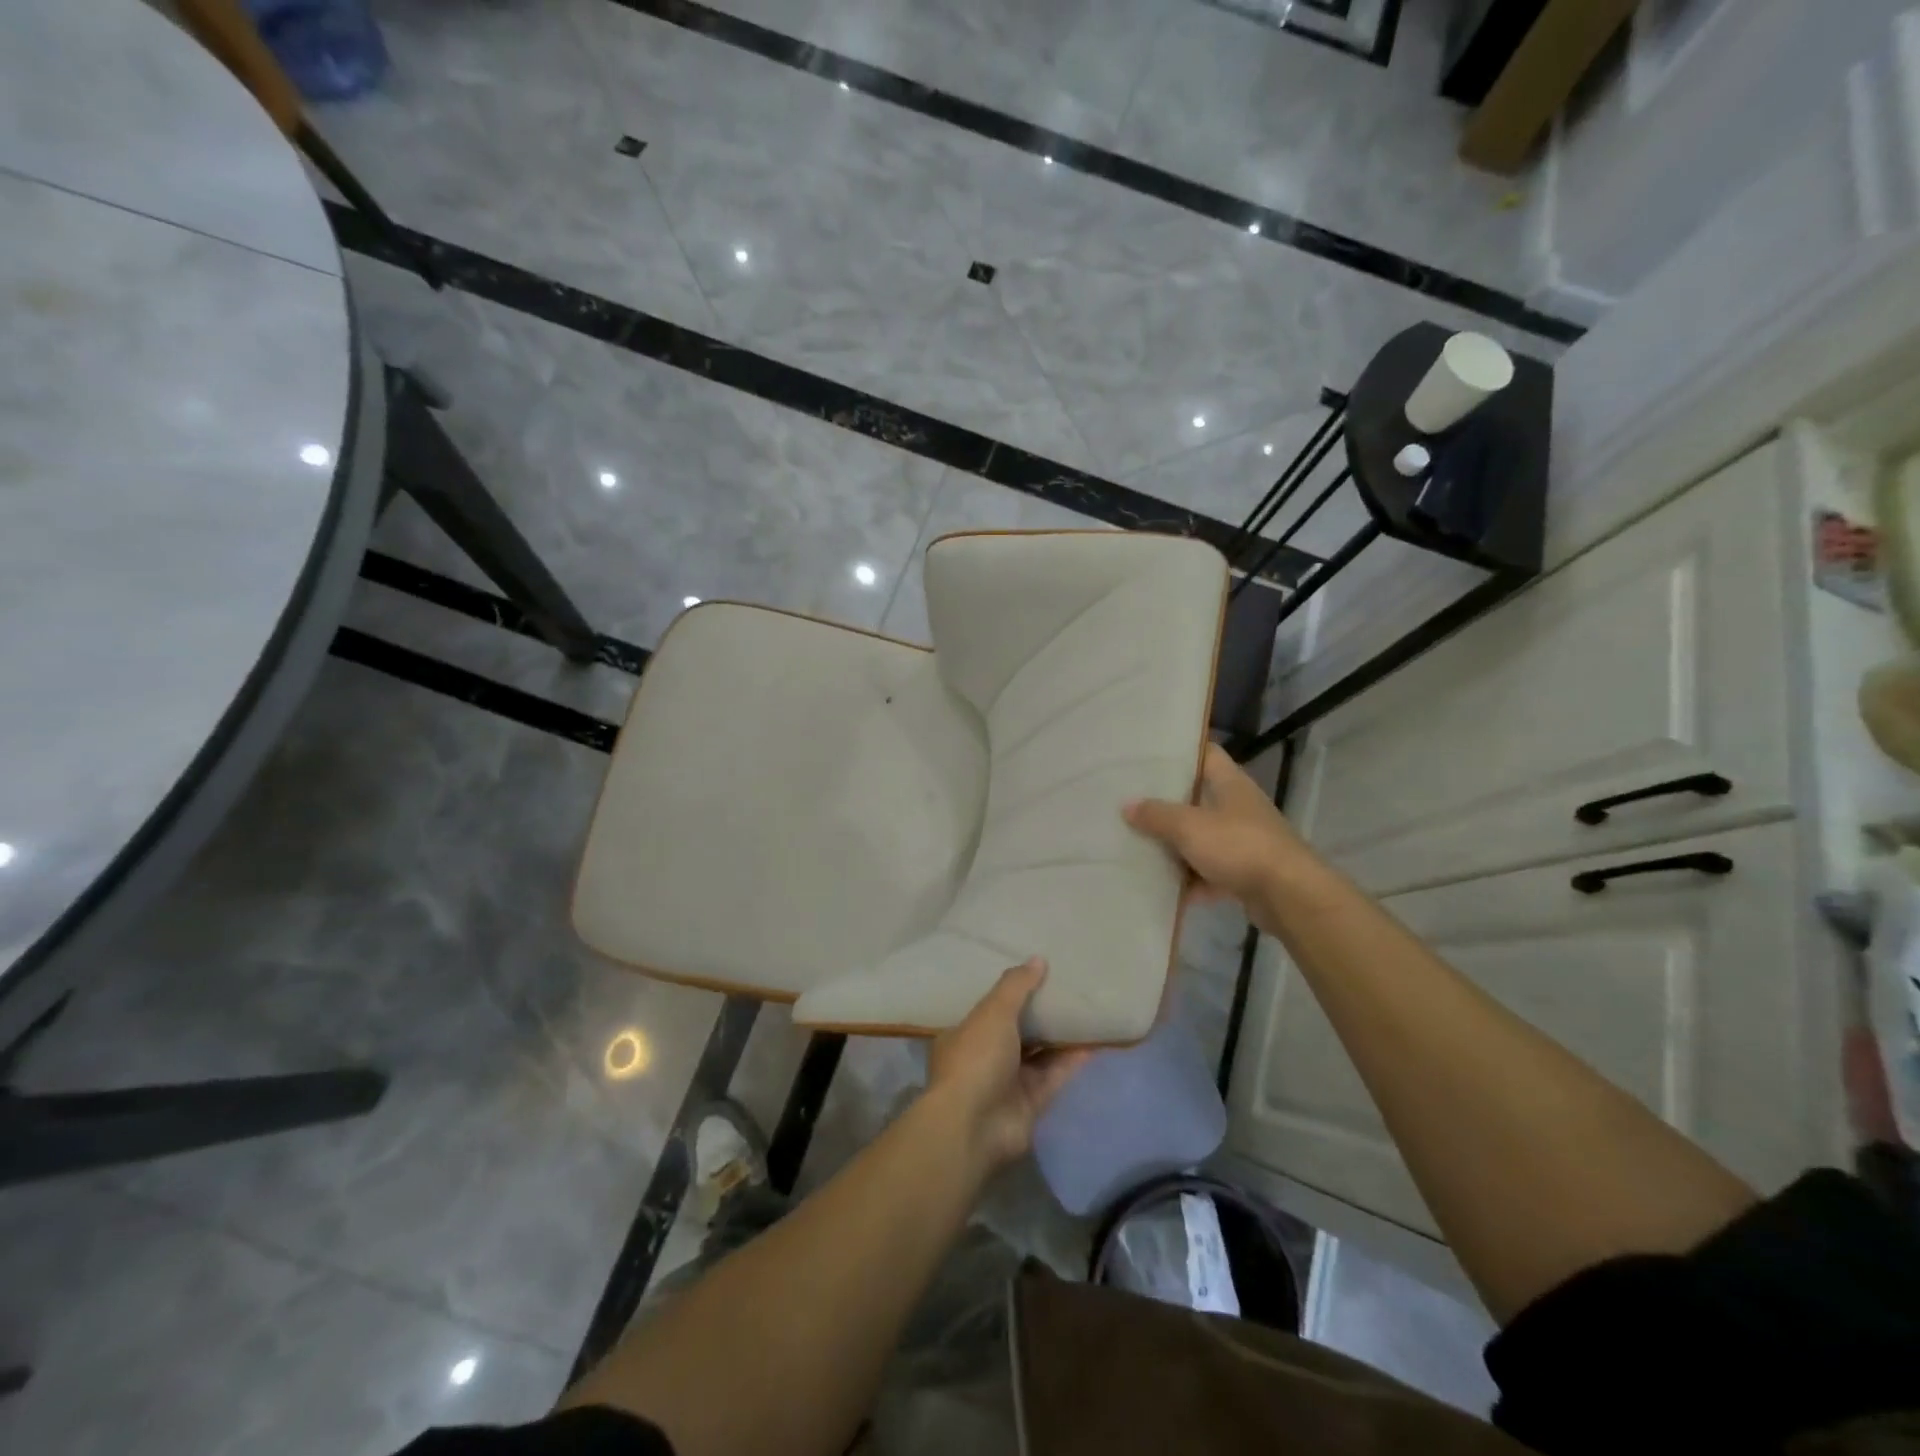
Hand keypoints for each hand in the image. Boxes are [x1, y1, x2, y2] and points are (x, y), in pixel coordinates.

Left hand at [926, 959, 1091, 1172]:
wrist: (974, 1126)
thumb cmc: (976, 1058)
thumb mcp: (993, 1012)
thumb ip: (1016, 986)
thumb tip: (1038, 959)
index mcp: (964, 1033)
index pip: (988, 1008)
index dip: (1009, 992)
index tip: (1033, 974)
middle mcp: (984, 1057)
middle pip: (1016, 1030)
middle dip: (1038, 1013)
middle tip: (1066, 987)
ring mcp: (1007, 1082)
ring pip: (1038, 1053)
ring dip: (1059, 1035)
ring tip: (1085, 1009)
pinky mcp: (1031, 1104)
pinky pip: (1055, 1076)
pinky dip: (1072, 1060)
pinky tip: (1094, 1040)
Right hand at [1124, 743, 1321, 930]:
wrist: (1289, 896)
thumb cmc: (1239, 846)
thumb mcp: (1189, 826)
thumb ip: (1156, 815)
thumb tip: (1127, 806)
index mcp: (1230, 784)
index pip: (1205, 754)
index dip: (1179, 752)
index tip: (1148, 755)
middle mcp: (1238, 808)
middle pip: (1197, 799)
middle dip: (1166, 804)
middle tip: (1130, 802)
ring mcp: (1243, 841)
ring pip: (1201, 838)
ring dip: (1175, 846)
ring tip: (1138, 846)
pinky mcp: (1244, 873)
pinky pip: (1209, 873)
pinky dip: (1190, 882)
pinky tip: (1164, 890)